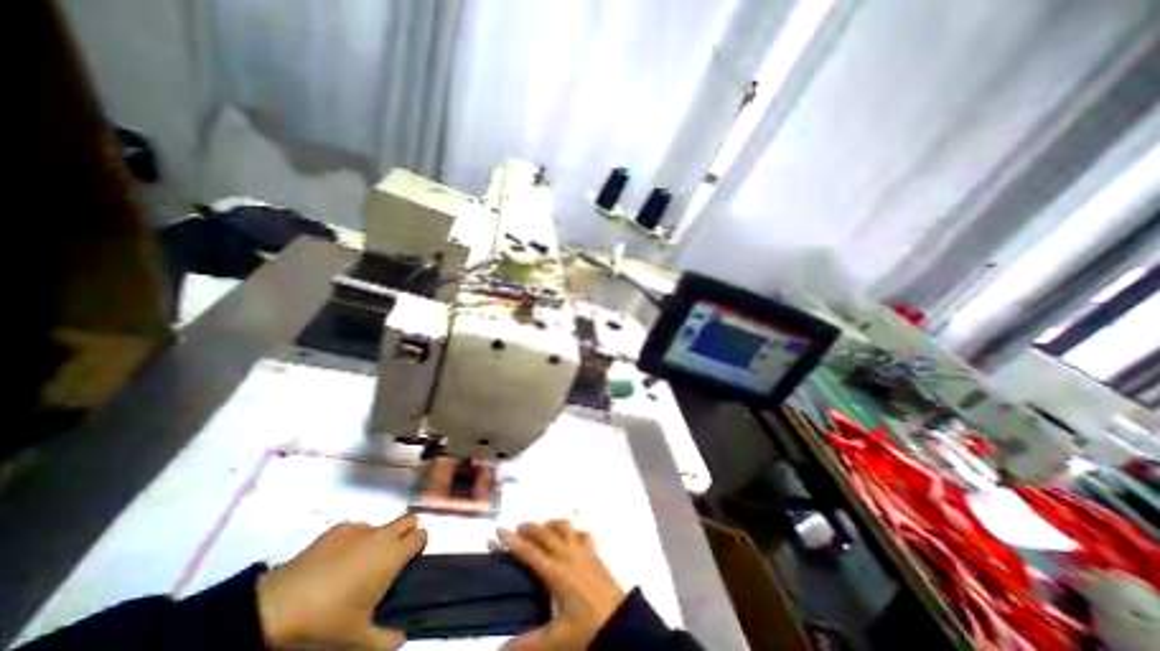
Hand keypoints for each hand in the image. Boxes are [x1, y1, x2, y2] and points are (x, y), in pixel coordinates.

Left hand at [255, 516, 426, 647]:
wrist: (275, 609)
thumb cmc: (326, 622)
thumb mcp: (357, 640)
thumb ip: (385, 639)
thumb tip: (402, 639)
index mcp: (394, 554)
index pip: (421, 535)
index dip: (419, 546)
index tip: (410, 561)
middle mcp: (382, 535)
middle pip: (408, 520)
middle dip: (406, 532)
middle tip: (392, 557)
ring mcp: (359, 528)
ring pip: (381, 525)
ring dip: (378, 539)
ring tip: (358, 565)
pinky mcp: (336, 529)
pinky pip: (356, 529)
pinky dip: (353, 541)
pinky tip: (335, 562)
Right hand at [497, 519, 624, 650]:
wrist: (622, 624)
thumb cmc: (588, 630)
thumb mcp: (556, 641)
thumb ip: (527, 644)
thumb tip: (499, 648)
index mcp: (556, 572)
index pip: (529, 552)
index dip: (512, 541)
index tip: (498, 530)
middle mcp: (568, 555)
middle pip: (545, 534)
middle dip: (529, 528)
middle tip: (516, 528)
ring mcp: (584, 551)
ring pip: (563, 528)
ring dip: (549, 525)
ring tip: (540, 527)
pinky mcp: (595, 553)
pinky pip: (582, 533)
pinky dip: (571, 529)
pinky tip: (569, 533)